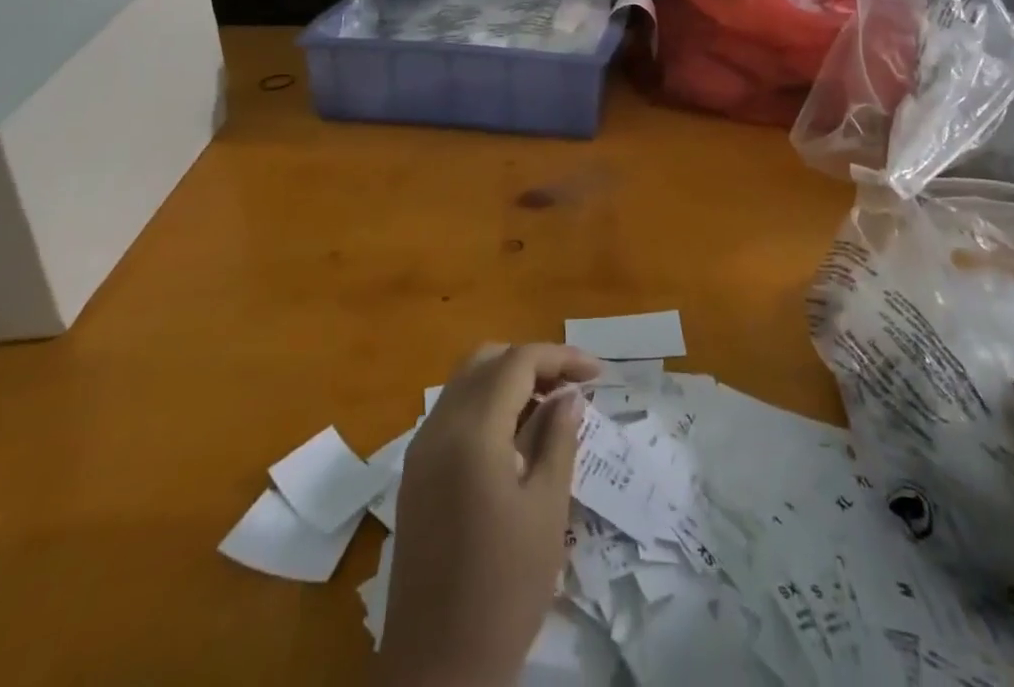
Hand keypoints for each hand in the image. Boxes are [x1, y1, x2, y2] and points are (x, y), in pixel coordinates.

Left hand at [377, 343, 599, 686]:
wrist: (436, 670)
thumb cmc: (504, 589)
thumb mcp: (546, 510)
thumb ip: (558, 439)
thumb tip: (569, 395)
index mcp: (472, 430)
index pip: (518, 362)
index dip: (561, 357)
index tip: (598, 374)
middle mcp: (439, 426)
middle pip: (486, 360)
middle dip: (532, 362)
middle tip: (571, 388)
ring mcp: (421, 450)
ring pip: (466, 383)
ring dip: (507, 381)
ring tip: (549, 408)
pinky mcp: (415, 474)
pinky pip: (452, 413)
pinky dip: (486, 405)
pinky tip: (515, 436)